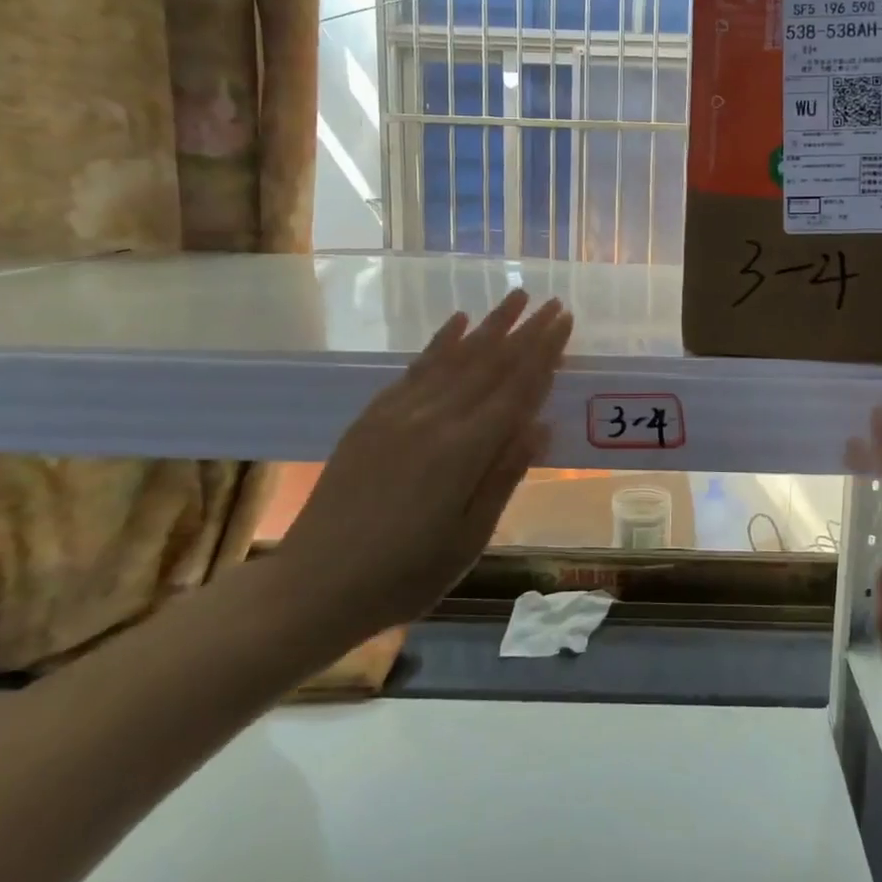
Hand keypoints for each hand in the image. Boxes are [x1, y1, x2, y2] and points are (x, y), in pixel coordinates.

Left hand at [265, 290, 572, 658]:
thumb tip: (540, 425)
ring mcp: (400, 412)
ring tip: (515, 297)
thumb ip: (504, 476)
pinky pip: (417, 366)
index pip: (517, 388)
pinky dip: (441, 341)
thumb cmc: (405, 574)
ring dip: (489, 324)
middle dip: (525, 330)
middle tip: (551, 301)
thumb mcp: (469, 538)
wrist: (316, 584)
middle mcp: (435, 418)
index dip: (544, 352)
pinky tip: (458, 322)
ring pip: (455, 356)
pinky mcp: (374, 416)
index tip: (565, 320)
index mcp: (465, 450)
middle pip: (490, 363)